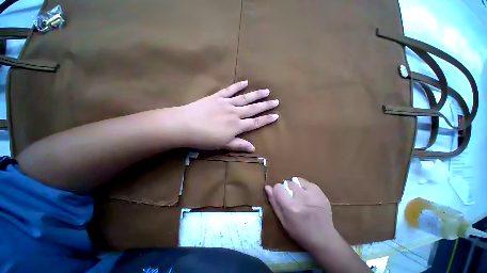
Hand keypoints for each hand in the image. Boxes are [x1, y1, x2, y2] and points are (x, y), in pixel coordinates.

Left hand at [174, 80, 278, 151]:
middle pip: (253, 109)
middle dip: (265, 105)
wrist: (186, 125)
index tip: (276, 115)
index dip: (266, 119)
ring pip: (244, 98)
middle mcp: (234, 113)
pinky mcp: (217, 97)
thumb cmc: (203, 139)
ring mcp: (226, 103)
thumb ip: (238, 145)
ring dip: (256, 95)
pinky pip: (229, 90)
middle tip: (276, 101)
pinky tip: (245, 82)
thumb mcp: (222, 145)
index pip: (255, 122)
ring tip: (266, 91)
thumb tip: (253, 148)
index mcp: (236, 126)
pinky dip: (238, 86)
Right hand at [265, 177, 336, 251]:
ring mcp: (314, 194)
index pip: (278, 188)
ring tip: (299, 197)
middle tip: (290, 200)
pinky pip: (310, 184)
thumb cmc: (299, 233)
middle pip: (289, 183)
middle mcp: (302, 197)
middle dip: (287, 189)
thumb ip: (275, 204)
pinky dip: (306, 188)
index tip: (280, 198)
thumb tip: (268, 188)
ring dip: (296, 187)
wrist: (322, 236)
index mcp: (290, 207)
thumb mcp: (283, 222)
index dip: (277, 192)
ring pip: (299, 181)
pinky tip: (307, 197)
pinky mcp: (322, 193)